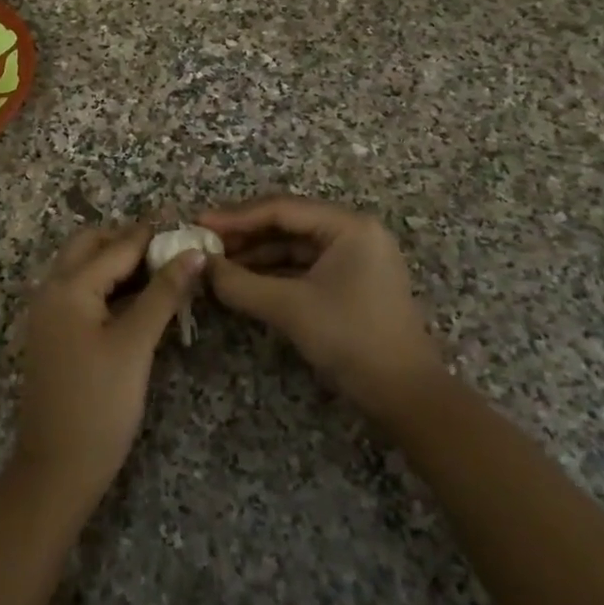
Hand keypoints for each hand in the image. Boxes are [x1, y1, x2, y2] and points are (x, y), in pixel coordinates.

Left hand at [12, 224, 201, 509]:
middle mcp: (51, 289)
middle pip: (91, 245)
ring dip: (118, 262)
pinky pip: (81, 292)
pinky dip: (108, 285)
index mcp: (69, 286)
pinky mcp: (53, 333)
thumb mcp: (136, 345)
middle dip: (130, 240)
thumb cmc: (99, 405)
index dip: (154, 233)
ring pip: (84, 267)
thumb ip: (164, 293)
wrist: (56, 469)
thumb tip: (194, 253)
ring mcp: (48, 312)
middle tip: (172, 249)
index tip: (187, 223)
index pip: (118, 245)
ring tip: (163, 270)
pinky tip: (139, 298)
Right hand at [200, 196, 439, 420]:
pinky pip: (304, 266)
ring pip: (294, 246)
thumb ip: (240, 284)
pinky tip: (243, 281)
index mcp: (348, 226)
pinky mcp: (350, 282)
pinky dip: (273, 273)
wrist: (405, 395)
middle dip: (244, 234)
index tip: (199, 223)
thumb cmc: (351, 338)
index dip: (236, 216)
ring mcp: (354, 257)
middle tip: (205, 243)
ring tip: (217, 264)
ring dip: (256, 255)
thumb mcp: (289, 308)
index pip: (282, 209)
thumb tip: (201, 267)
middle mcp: (353, 232)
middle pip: (288, 223)